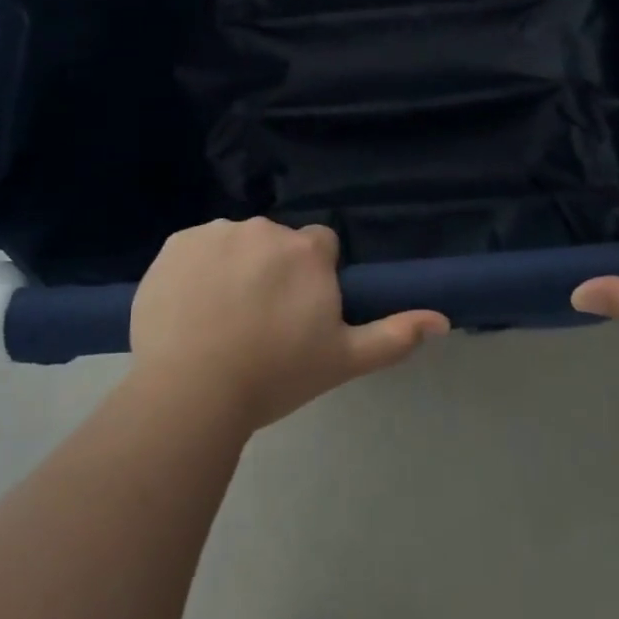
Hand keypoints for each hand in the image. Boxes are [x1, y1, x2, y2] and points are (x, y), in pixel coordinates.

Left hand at [129, 217, 450, 430]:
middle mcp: (264, 228)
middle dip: (272, 271)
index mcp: (307, 250)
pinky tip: (188, 309)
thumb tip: (443, 320)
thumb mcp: (343, 360)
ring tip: (218, 320)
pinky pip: (194, 249)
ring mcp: (216, 232)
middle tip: (258, 323)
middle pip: (276, 244)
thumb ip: (394, 335)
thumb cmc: (274, 375)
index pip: (319, 246)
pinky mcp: (176, 243)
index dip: (312, 278)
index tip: (298, 313)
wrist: (191, 390)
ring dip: (233, 268)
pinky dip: (195, 270)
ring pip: (234, 244)